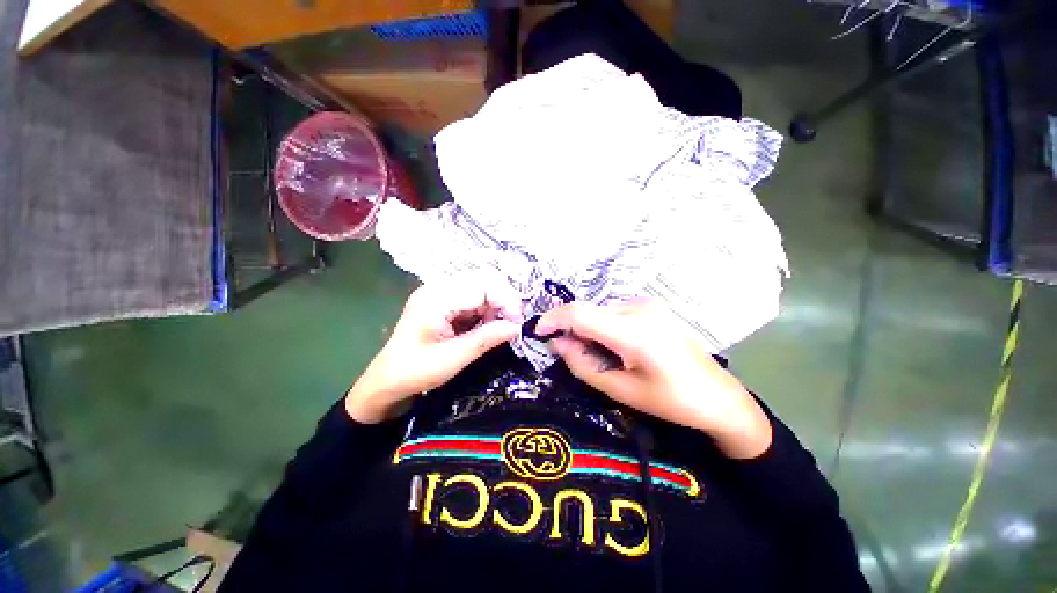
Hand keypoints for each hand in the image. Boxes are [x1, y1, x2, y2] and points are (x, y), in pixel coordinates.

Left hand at [346, 281, 522, 423]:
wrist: (386, 380)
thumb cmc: (415, 372)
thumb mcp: (453, 359)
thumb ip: (486, 339)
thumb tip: (517, 327)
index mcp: (437, 298)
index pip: (483, 285)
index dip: (505, 300)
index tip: (517, 323)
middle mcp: (439, 287)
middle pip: (484, 280)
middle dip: (503, 300)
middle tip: (512, 324)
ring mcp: (441, 292)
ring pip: (482, 287)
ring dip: (496, 305)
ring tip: (498, 328)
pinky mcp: (444, 300)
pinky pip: (474, 297)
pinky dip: (486, 310)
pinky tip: (486, 326)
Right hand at [536, 302, 771, 458]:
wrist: (719, 396)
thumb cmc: (672, 401)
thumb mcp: (620, 390)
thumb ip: (583, 364)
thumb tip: (557, 343)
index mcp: (634, 332)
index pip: (580, 313)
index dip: (553, 319)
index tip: (538, 332)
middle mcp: (639, 309)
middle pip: (589, 312)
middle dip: (571, 329)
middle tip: (570, 354)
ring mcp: (648, 305)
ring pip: (600, 311)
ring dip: (588, 329)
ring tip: (599, 355)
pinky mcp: (652, 307)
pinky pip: (614, 312)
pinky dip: (603, 327)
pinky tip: (615, 347)